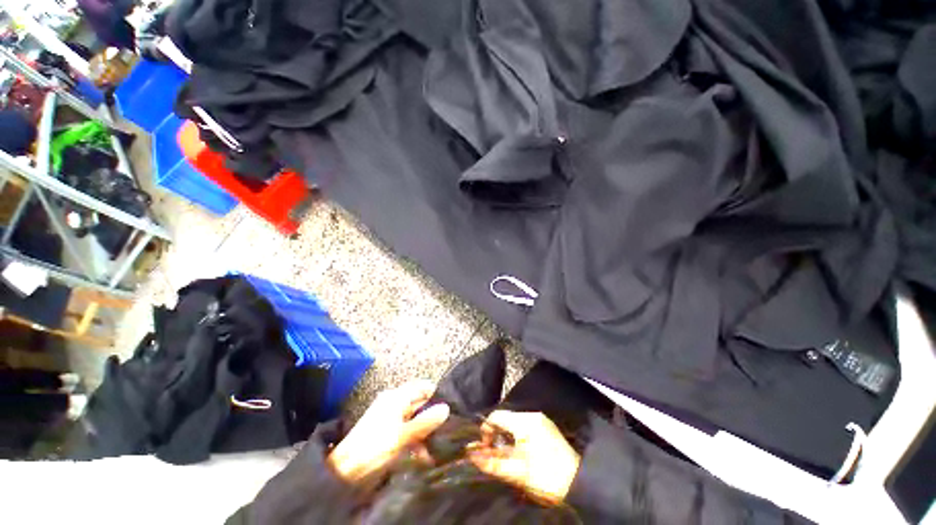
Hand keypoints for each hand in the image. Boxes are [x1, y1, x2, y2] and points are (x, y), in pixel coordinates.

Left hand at [328, 380, 449, 481]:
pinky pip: (407, 431)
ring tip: (434, 448)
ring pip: (415, 419)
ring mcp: (390, 417)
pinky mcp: (387, 432)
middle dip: (432, 417)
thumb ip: (425, 421)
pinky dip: (415, 441)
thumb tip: (446, 408)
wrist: (345, 471)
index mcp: (397, 397)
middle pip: (419, 403)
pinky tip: (422, 456)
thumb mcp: (403, 435)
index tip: (450, 406)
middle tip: (446, 429)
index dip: (436, 395)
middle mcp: (394, 402)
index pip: (422, 387)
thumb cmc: (375, 447)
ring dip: (424, 433)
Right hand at [468, 410, 579, 503]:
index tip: (484, 448)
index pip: (497, 416)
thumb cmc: (545, 477)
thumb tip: (469, 454)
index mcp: (525, 421)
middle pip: (505, 419)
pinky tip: (517, 454)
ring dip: (506, 438)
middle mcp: (532, 416)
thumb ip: (491, 462)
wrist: (579, 485)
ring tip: (504, 456)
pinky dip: (516, 439)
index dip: (486, 430)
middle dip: (496, 436)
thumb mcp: (516, 472)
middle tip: (492, 454)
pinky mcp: (546, 429)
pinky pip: (524, 428)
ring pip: (514, 424)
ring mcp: (541, 421)